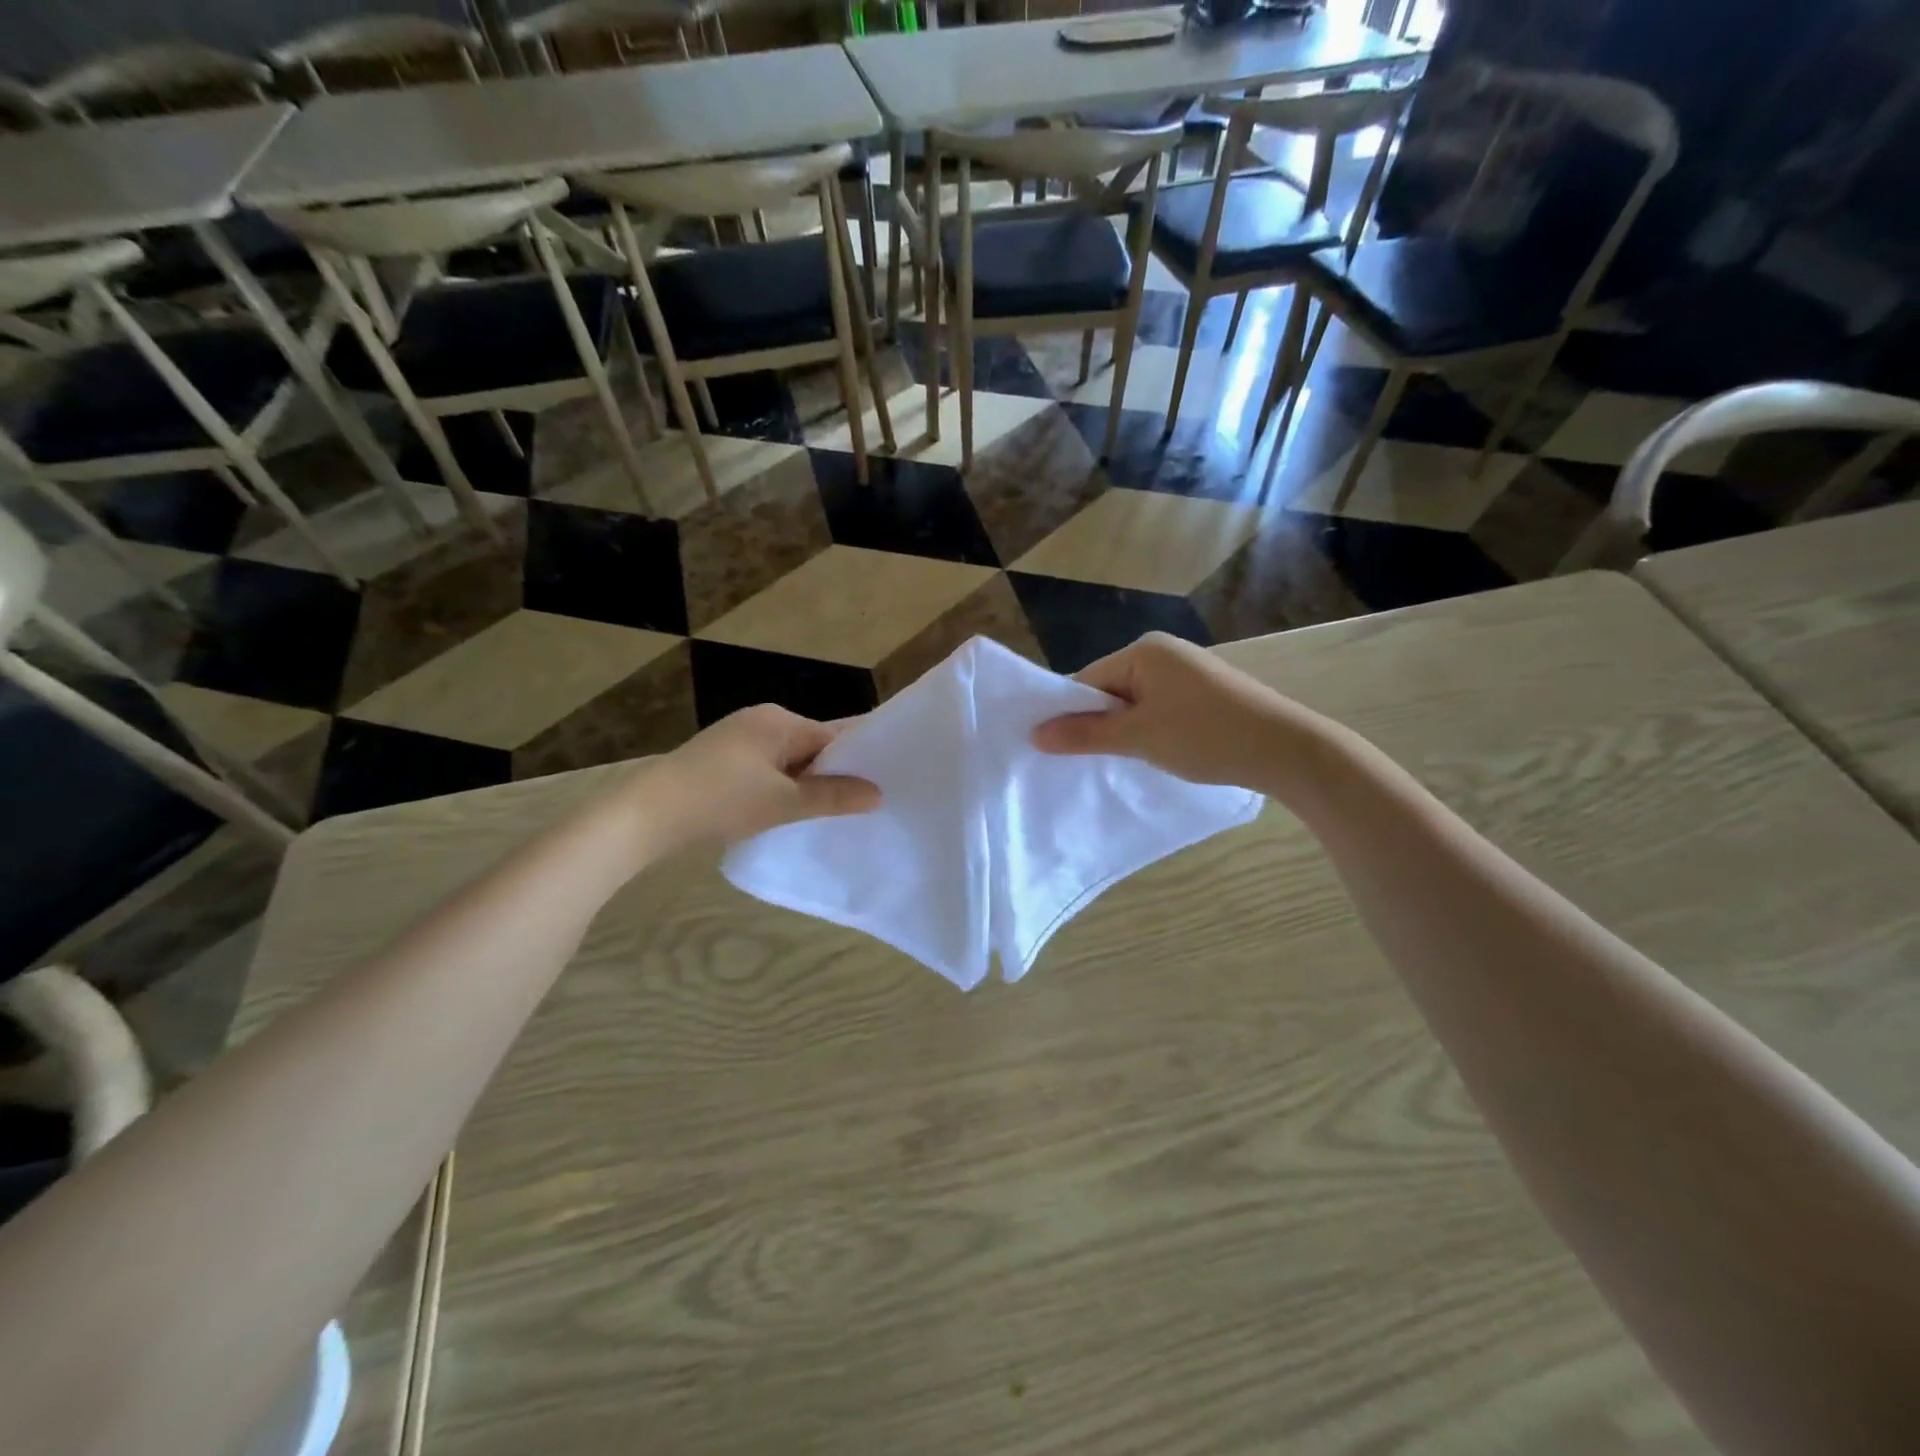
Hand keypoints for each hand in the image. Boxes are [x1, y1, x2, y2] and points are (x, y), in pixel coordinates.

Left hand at [632, 705, 880, 852]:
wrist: (646, 814)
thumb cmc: (720, 801)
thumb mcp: (783, 802)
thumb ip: (833, 797)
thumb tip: (878, 794)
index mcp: (780, 720)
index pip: (834, 737)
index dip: (856, 762)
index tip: (877, 789)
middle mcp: (761, 719)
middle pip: (812, 746)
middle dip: (830, 775)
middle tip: (855, 808)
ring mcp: (738, 736)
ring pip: (788, 759)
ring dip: (803, 783)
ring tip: (823, 814)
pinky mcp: (721, 757)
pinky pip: (766, 767)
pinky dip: (779, 786)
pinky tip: (783, 810)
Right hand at [1031, 632, 1301, 789]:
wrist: (1286, 749)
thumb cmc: (1205, 736)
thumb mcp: (1138, 737)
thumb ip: (1085, 734)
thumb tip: (1035, 734)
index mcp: (1143, 651)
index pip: (1086, 680)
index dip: (1070, 714)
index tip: (1059, 749)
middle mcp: (1162, 651)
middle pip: (1108, 689)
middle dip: (1099, 723)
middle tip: (1091, 761)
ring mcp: (1186, 670)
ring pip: (1134, 702)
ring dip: (1125, 730)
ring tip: (1126, 759)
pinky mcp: (1203, 691)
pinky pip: (1158, 707)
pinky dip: (1150, 729)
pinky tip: (1157, 752)